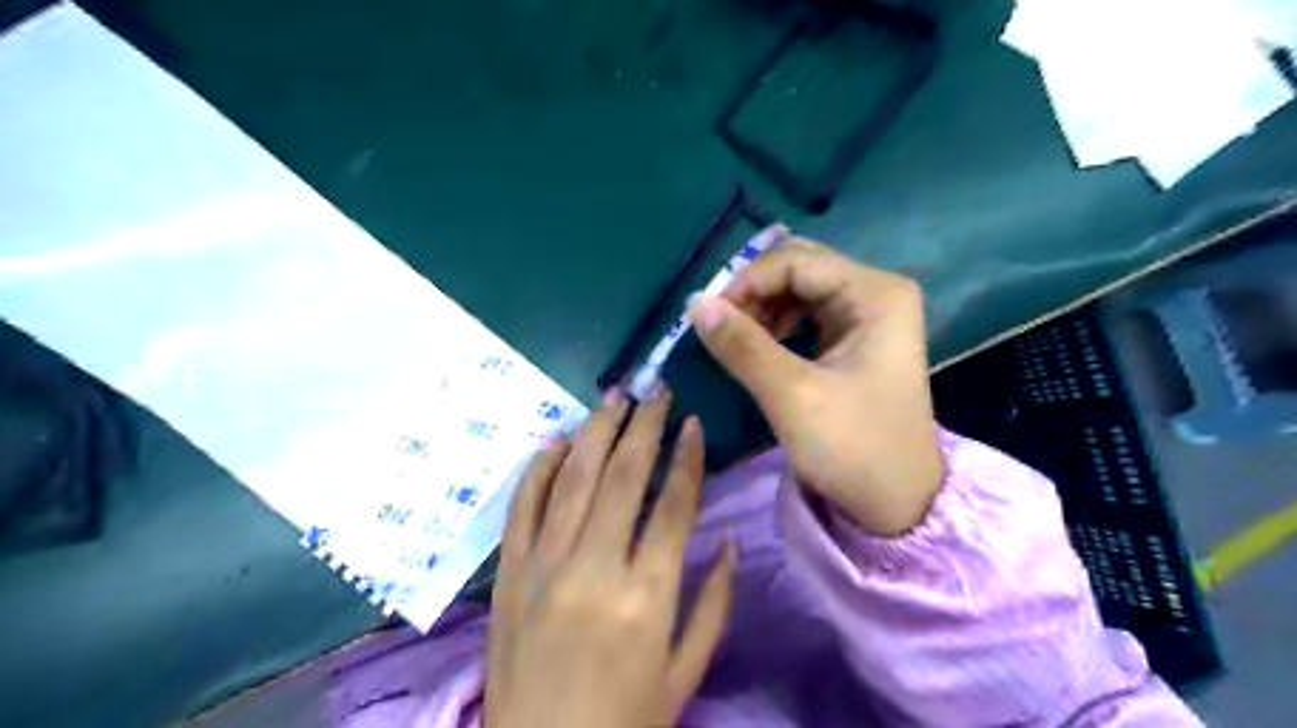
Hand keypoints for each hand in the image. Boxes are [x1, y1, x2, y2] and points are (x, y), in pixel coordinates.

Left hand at [486, 392, 733, 727]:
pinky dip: (539, 467)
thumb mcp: (687, 673)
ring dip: (596, 430)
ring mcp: (544, 565)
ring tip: (615, 396)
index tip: (693, 421)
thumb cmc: (625, 720)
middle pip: (622, 476)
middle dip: (644, 425)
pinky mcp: (508, 573)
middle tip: (656, 390)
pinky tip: (556, 439)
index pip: (673, 504)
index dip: (686, 456)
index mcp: (647, 596)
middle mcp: (594, 567)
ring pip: (573, 478)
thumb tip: (730, 542)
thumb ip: (714, 603)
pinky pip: (522, 506)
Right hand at [688, 235, 945, 536]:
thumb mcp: (792, 396)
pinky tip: (759, 347)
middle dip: (754, 292)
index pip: (797, 263)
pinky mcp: (857, 338)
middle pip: (800, 269)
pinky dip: (776, 324)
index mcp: (876, 295)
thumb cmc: (853, 448)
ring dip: (762, 308)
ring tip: (736, 340)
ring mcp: (869, 315)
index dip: (747, 282)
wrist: (897, 503)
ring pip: (800, 289)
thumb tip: (694, 303)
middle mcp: (877, 292)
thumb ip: (742, 345)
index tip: (708, 316)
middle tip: (719, 325)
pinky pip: (807, 313)